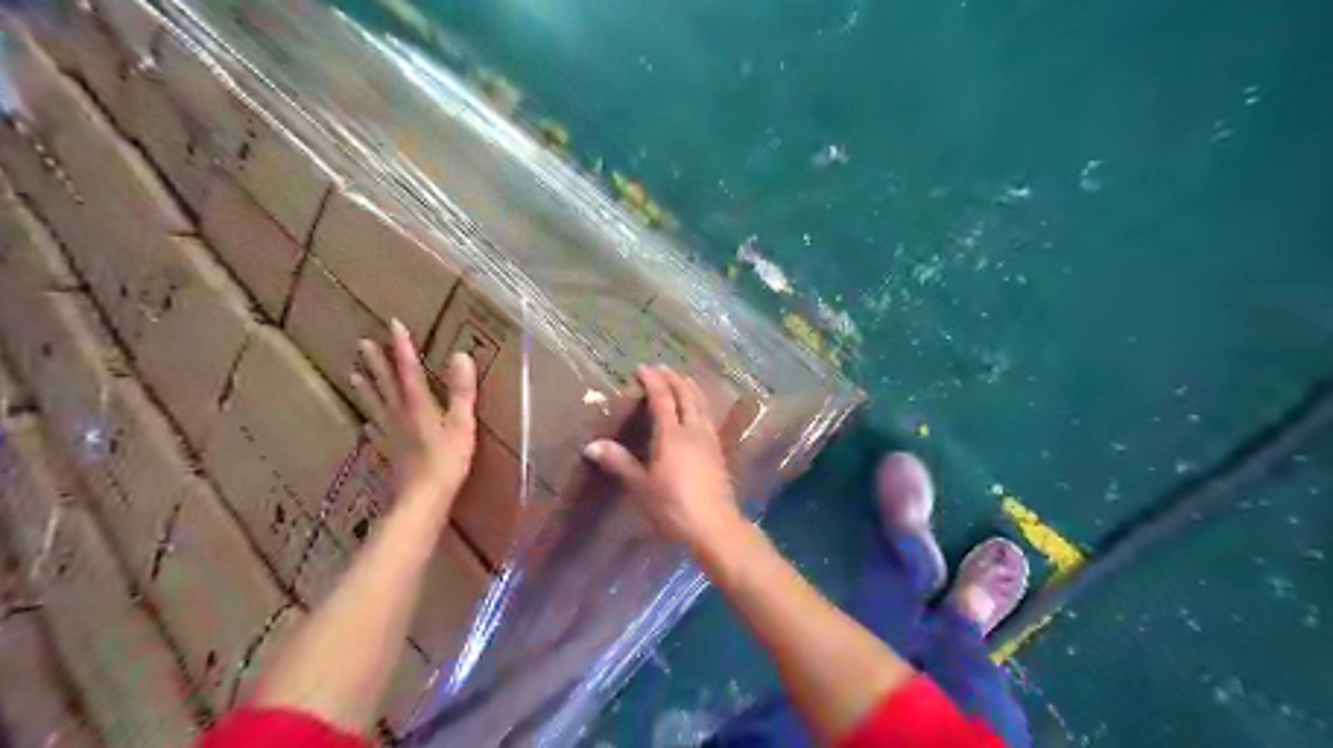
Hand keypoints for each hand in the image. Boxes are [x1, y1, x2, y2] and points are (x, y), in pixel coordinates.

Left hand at [349, 317, 478, 506]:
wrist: (422, 499)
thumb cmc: (447, 460)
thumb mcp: (461, 422)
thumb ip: (461, 390)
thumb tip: (461, 355)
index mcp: (417, 404)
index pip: (408, 368)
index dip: (401, 346)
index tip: (393, 323)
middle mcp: (399, 414)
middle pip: (385, 384)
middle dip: (376, 362)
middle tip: (363, 343)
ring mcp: (391, 434)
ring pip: (375, 404)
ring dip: (366, 387)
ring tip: (353, 374)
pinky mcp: (389, 451)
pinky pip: (376, 429)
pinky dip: (371, 419)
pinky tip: (366, 422)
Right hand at [584, 366, 748, 551]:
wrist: (714, 526)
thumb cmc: (673, 506)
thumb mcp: (641, 486)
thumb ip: (619, 463)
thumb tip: (592, 445)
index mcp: (672, 434)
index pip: (662, 398)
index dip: (653, 381)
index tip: (642, 368)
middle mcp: (693, 430)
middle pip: (686, 395)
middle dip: (674, 379)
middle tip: (662, 369)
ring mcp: (710, 440)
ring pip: (702, 404)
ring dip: (691, 389)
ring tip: (683, 381)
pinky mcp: (719, 452)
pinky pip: (708, 417)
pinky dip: (700, 404)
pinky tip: (699, 412)